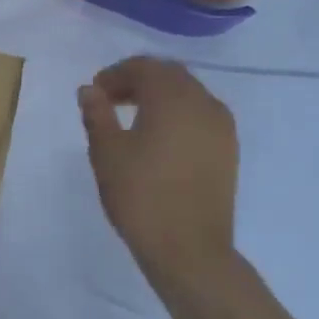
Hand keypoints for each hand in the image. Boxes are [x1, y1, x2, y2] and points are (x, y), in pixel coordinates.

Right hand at [78, 57, 238, 275]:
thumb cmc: (141, 196)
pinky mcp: (228, 150)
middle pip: (169, 75)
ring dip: (160, 97)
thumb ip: (97, 114)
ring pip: (188, 94)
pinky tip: (160, 139)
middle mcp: (203, 103)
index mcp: (173, 97)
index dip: (116, 74)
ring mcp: (222, 127)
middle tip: (110, 101)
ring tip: (133, 120)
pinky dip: (178, 115)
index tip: (95, 92)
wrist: (189, 250)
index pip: (144, 67)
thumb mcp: (107, 153)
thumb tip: (89, 90)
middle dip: (139, 81)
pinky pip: (201, 116)